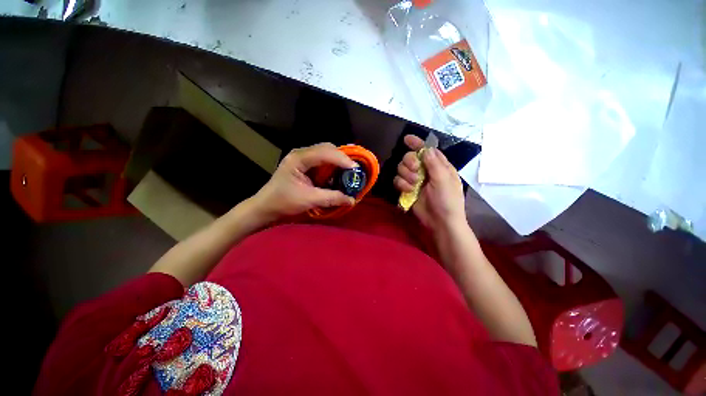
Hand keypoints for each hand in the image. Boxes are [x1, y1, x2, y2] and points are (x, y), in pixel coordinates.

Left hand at [252, 143, 356, 221]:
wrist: (266, 207)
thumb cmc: (283, 202)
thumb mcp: (309, 200)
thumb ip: (332, 198)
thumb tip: (352, 200)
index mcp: (299, 159)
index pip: (325, 152)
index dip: (342, 159)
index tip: (355, 169)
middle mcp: (301, 153)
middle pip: (326, 148)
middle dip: (342, 158)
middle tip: (353, 170)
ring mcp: (302, 158)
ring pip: (325, 153)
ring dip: (338, 161)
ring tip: (348, 171)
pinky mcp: (304, 164)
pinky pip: (322, 160)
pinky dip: (332, 166)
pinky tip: (337, 174)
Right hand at [394, 135, 466, 232]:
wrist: (440, 222)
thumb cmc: (447, 200)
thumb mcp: (444, 180)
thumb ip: (434, 163)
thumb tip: (426, 149)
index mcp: (438, 166)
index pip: (426, 150)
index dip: (417, 143)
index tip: (407, 139)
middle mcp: (425, 170)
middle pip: (410, 157)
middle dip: (409, 162)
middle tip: (415, 170)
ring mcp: (415, 180)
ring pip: (402, 168)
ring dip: (406, 175)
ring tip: (414, 185)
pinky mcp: (407, 189)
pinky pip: (398, 181)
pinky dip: (401, 184)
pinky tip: (408, 190)